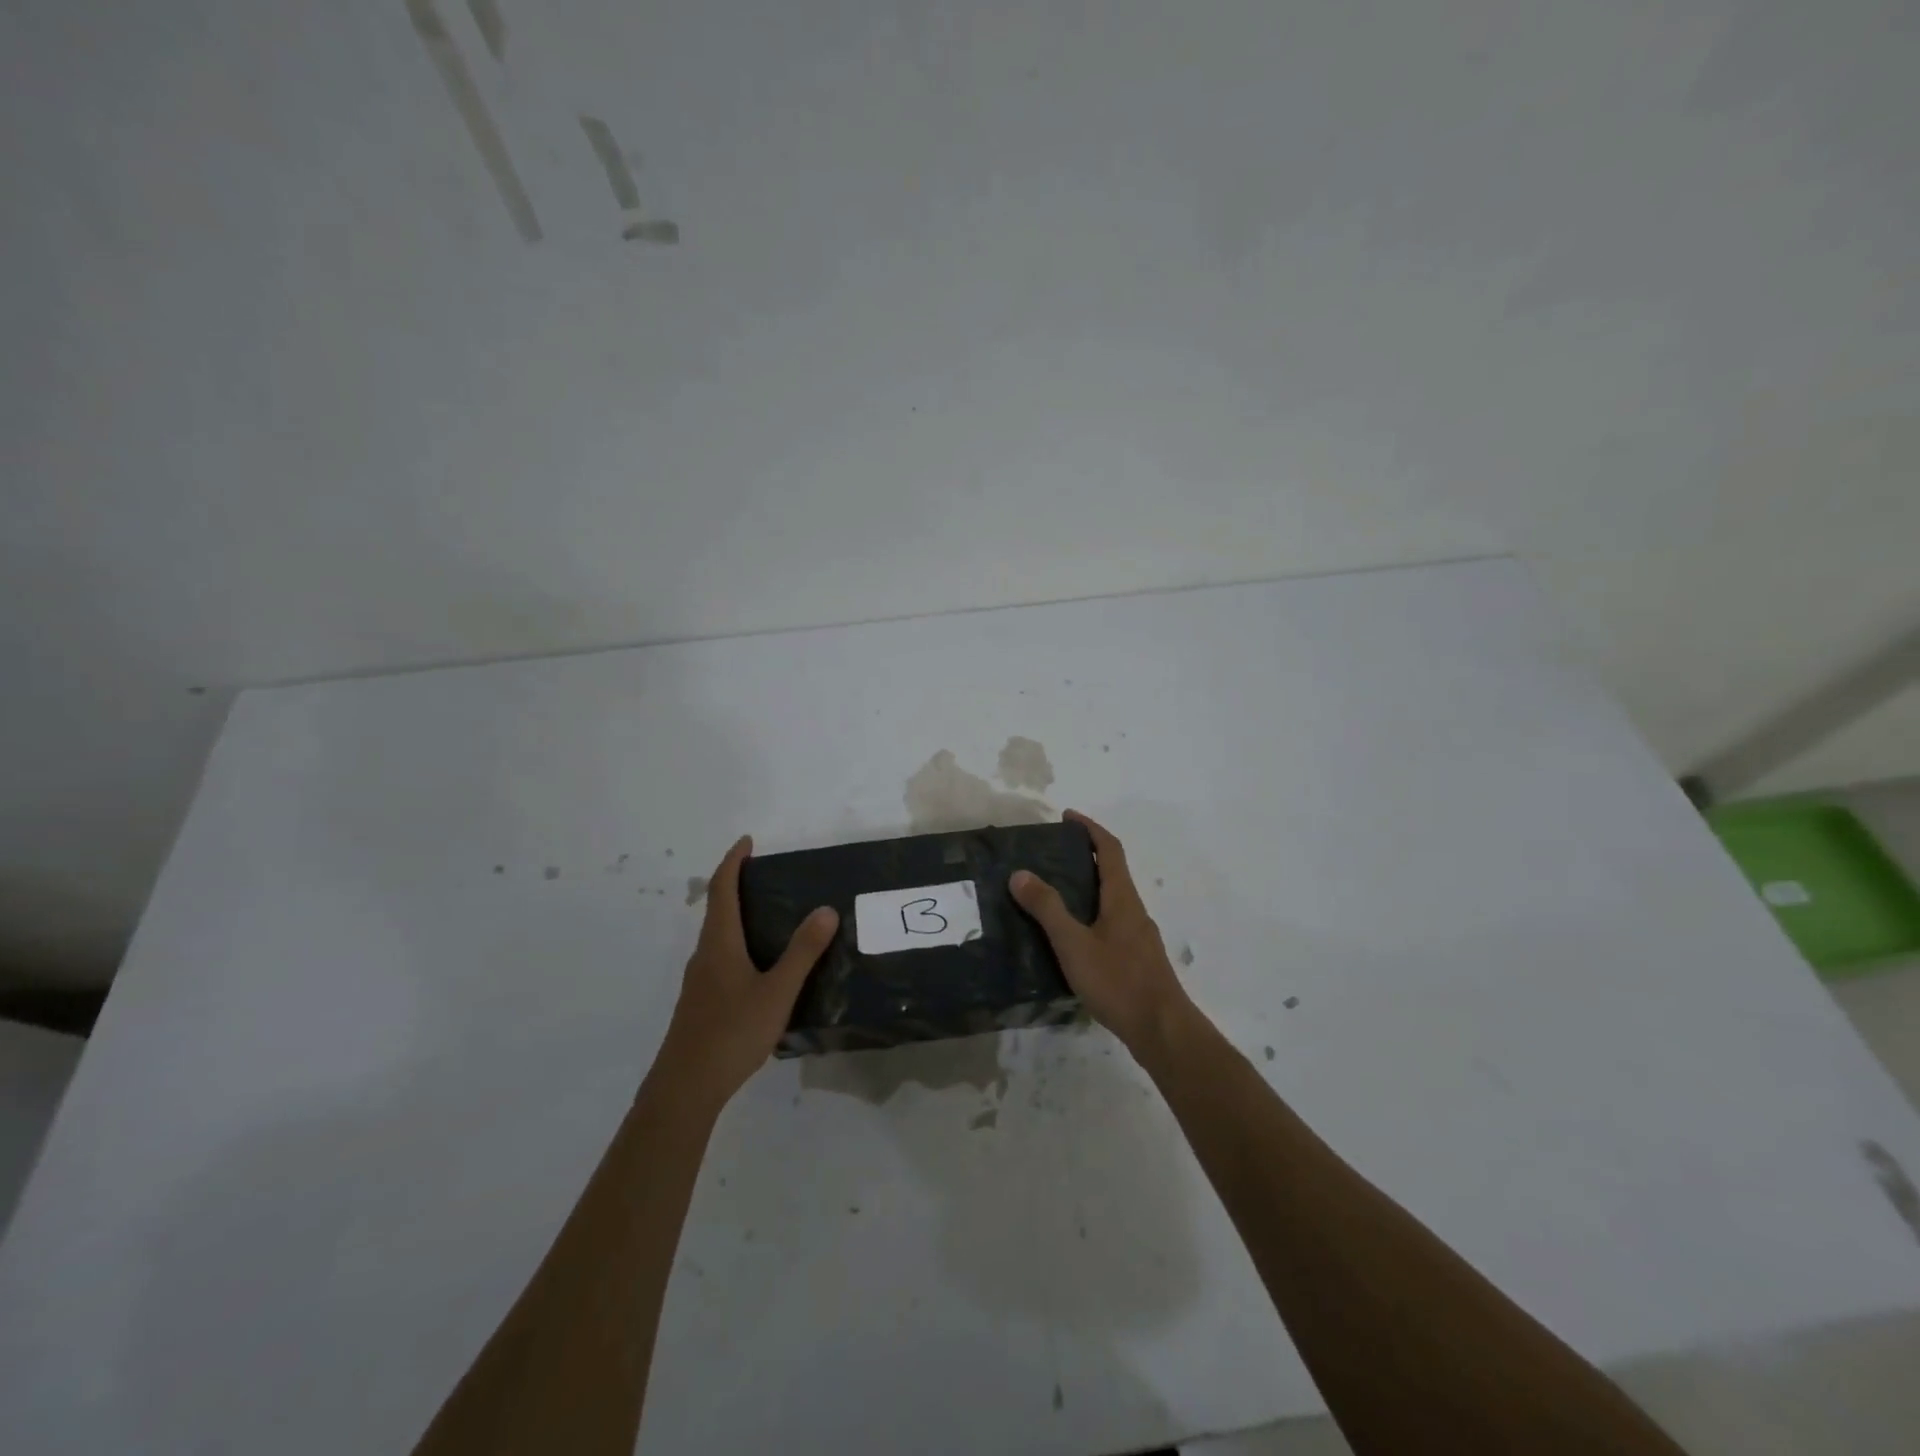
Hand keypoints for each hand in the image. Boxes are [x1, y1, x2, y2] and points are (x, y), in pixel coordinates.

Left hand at [654, 835, 838, 1111]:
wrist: (685, 1088)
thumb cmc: (731, 1032)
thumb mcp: (777, 991)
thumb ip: (802, 952)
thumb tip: (825, 909)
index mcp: (719, 943)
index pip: (723, 889)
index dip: (733, 862)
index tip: (748, 842)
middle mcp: (705, 955)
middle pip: (717, 909)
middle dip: (737, 885)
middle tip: (768, 876)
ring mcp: (700, 981)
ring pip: (718, 936)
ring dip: (737, 916)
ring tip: (771, 916)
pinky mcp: (701, 1002)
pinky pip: (720, 957)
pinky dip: (738, 943)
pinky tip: (760, 966)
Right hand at [1010, 810, 1193, 1058]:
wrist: (1162, 1030)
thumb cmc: (1118, 981)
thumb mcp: (1074, 944)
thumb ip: (1048, 908)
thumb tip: (1020, 873)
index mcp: (1122, 898)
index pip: (1109, 849)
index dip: (1089, 828)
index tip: (1067, 817)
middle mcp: (1134, 910)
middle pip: (1112, 871)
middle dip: (1085, 856)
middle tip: (1051, 856)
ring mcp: (1139, 936)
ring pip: (1112, 899)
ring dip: (1088, 887)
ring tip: (1054, 894)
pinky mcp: (1138, 959)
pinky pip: (1112, 923)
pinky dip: (1092, 914)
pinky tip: (1072, 938)